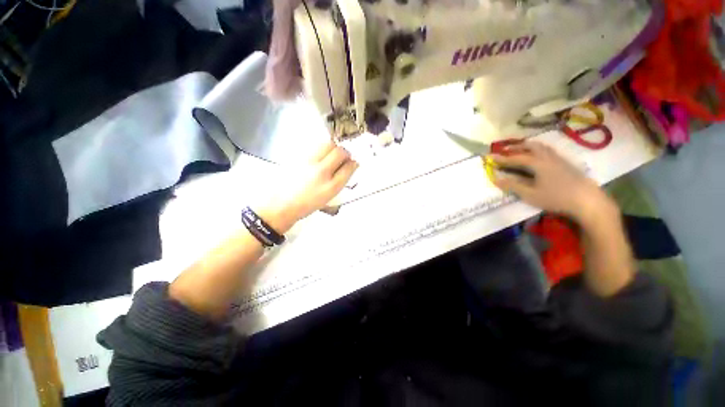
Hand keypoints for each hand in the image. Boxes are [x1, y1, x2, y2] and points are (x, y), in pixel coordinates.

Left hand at [256, 141, 358, 232]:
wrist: (280, 204)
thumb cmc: (306, 204)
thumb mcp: (328, 197)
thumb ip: (339, 180)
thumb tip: (347, 167)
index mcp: (331, 186)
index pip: (349, 167)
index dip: (353, 163)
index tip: (352, 163)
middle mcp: (322, 172)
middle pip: (340, 152)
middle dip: (345, 152)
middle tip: (342, 157)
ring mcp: (309, 162)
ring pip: (327, 144)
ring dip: (333, 148)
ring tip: (330, 155)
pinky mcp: (298, 157)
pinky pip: (314, 146)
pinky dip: (320, 149)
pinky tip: (317, 157)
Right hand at [490, 141, 613, 222]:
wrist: (588, 201)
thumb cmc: (556, 198)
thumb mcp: (530, 195)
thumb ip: (513, 186)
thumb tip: (496, 180)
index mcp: (538, 164)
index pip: (516, 158)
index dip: (502, 158)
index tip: (490, 157)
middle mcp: (548, 157)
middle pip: (531, 146)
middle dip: (516, 146)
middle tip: (506, 149)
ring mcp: (559, 159)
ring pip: (542, 147)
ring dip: (529, 146)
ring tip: (521, 149)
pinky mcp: (567, 163)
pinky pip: (549, 151)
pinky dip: (539, 149)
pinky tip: (539, 156)